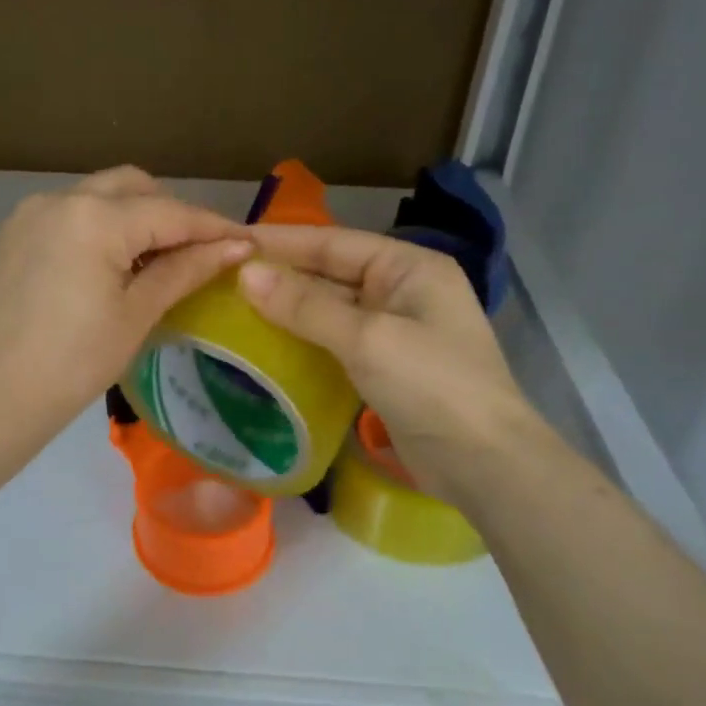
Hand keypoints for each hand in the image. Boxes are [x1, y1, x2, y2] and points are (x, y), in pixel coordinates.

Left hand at [0, 166, 251, 436]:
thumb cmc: (72, 364)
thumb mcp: (136, 315)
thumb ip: (185, 270)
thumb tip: (236, 247)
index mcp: (94, 217)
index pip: (170, 212)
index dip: (213, 227)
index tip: (249, 241)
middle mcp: (60, 198)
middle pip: (134, 187)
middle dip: (173, 212)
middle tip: (201, 252)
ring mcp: (32, 213)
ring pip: (101, 195)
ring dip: (136, 216)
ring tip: (160, 260)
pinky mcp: (15, 233)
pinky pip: (72, 212)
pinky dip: (103, 226)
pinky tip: (116, 264)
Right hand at [236, 225, 537, 496]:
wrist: (485, 465)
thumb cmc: (433, 386)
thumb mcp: (367, 339)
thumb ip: (306, 306)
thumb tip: (246, 274)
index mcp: (408, 267)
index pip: (334, 242)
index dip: (282, 241)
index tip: (230, 240)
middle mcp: (402, 290)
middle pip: (331, 273)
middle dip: (281, 275)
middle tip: (221, 276)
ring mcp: (395, 330)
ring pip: (330, 309)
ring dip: (287, 309)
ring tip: (232, 306)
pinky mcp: (385, 366)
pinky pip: (335, 341)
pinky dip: (303, 340)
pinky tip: (266, 344)